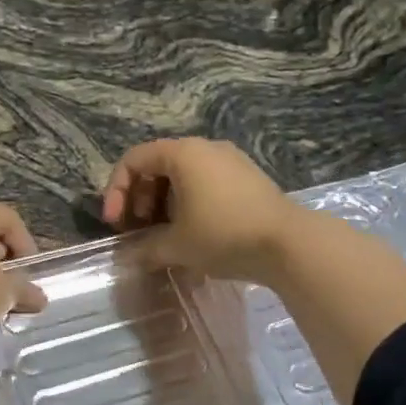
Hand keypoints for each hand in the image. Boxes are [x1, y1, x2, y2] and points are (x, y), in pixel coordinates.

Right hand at [101, 138, 302, 284]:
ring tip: (163, 235)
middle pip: (157, 165)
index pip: (134, 160)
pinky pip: (204, 182)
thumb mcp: (177, 245)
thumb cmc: (224, 235)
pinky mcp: (247, 178)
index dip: (116, 191)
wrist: (290, 244)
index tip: (115, 224)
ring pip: (182, 175)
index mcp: (183, 153)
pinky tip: (192, 233)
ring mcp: (230, 161)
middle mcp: (205, 148)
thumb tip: (127, 257)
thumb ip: (145, 248)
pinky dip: (187, 202)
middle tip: (138, 230)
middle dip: (140, 198)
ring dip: (163, 203)